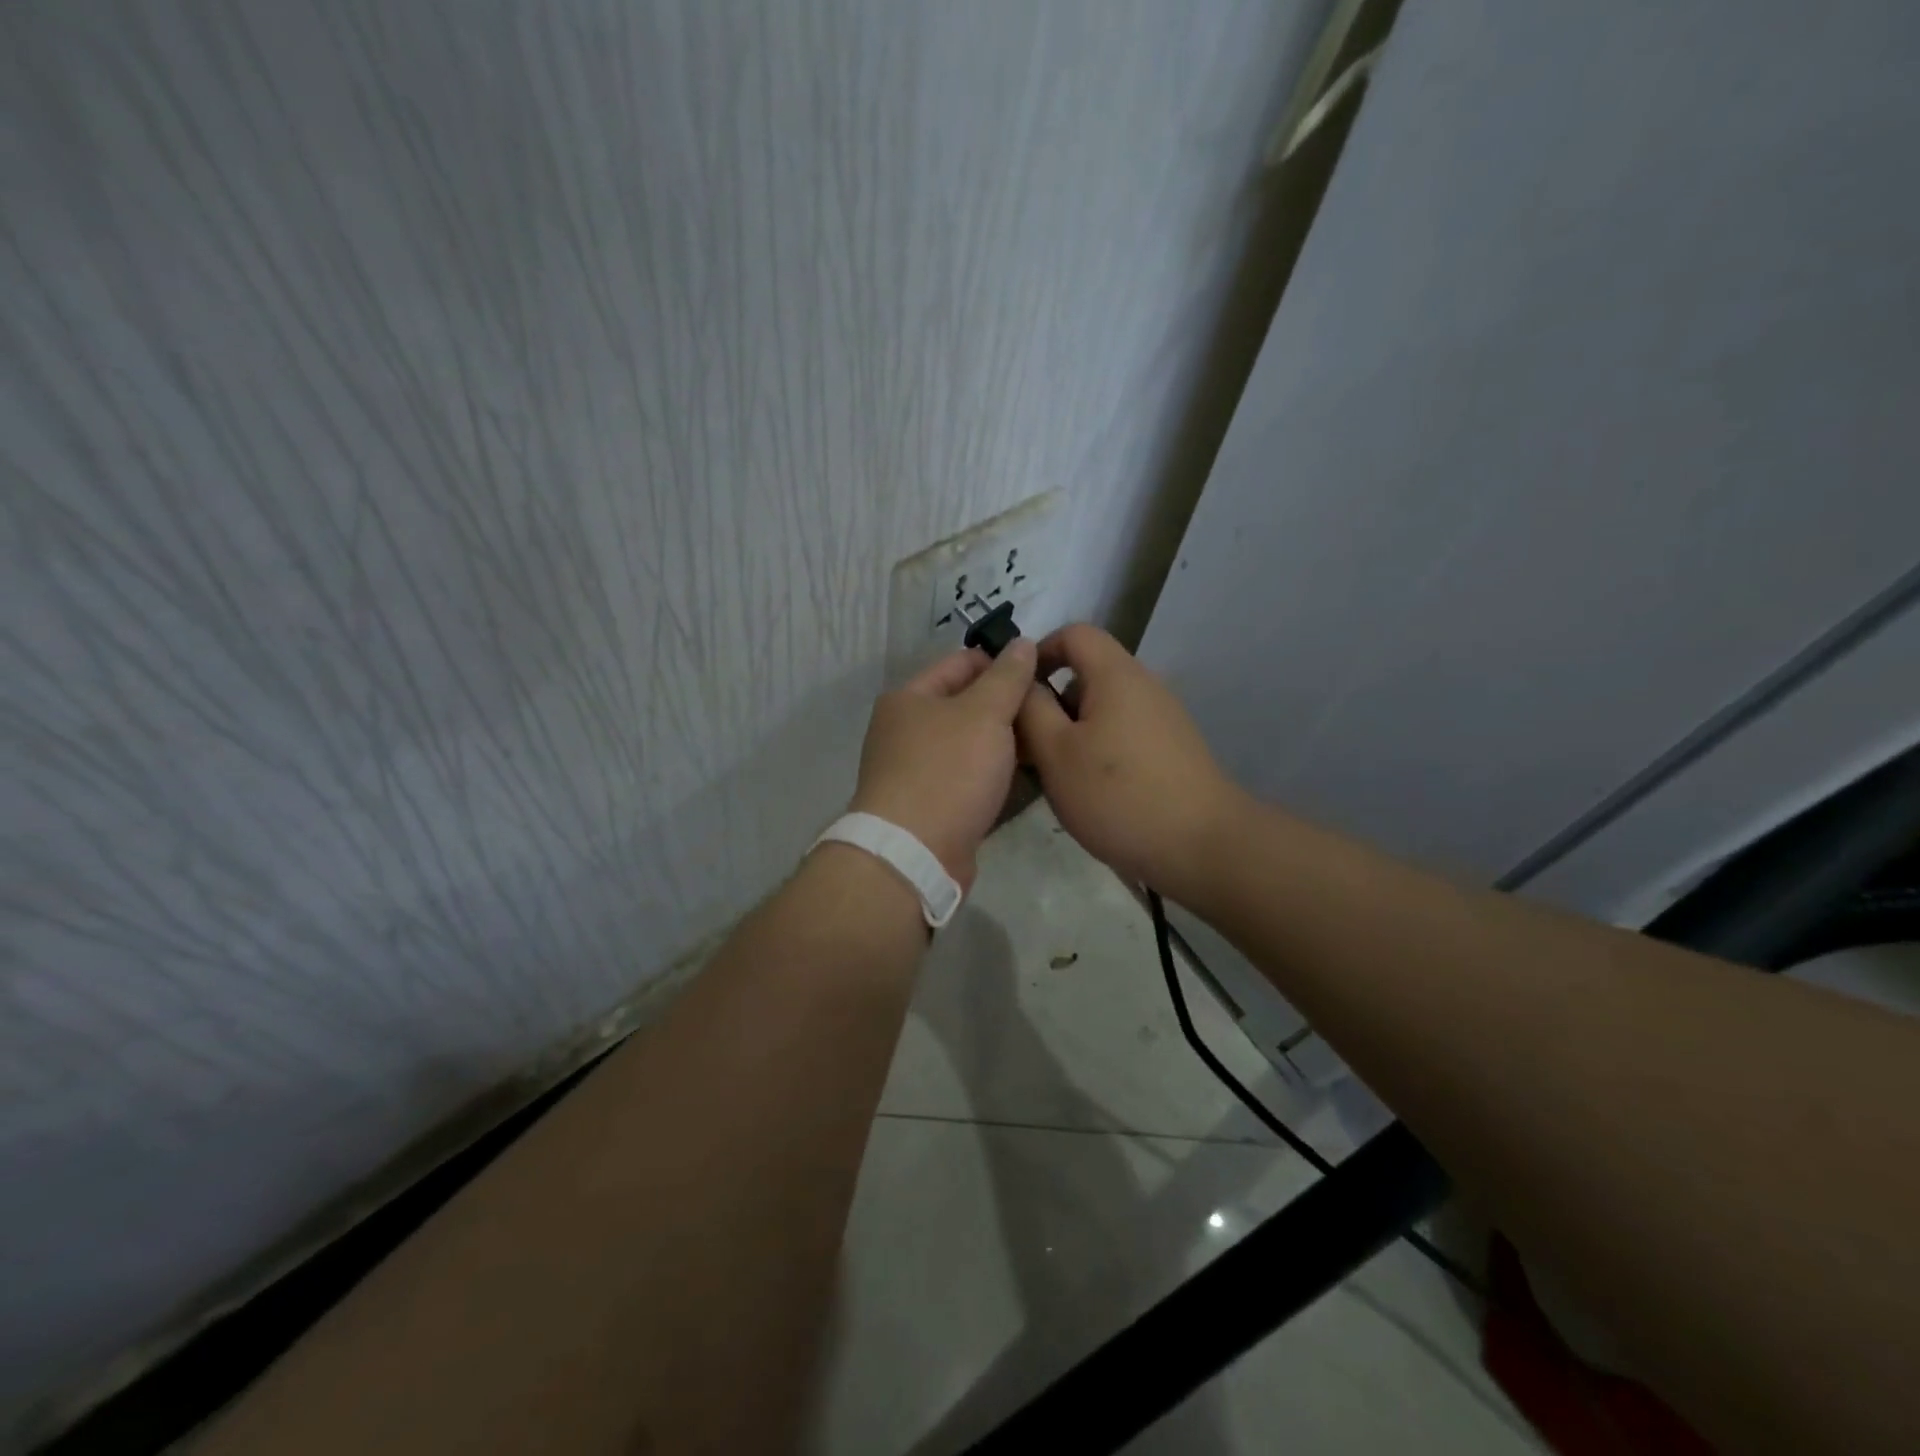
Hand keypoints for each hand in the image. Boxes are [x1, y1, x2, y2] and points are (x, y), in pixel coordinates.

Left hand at [848, 640, 1037, 889]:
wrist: (914, 854)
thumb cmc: (948, 771)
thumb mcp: (985, 714)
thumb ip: (1008, 677)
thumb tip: (1023, 642)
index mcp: (909, 698)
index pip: (961, 663)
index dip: (1001, 663)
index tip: (1043, 672)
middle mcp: (906, 730)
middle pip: (965, 705)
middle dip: (1006, 705)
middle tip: (1052, 709)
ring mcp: (916, 771)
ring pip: (970, 744)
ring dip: (1004, 743)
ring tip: (1048, 740)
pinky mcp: (931, 806)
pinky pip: (969, 778)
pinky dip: (994, 774)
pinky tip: (1028, 776)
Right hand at [1015, 624, 1243, 898]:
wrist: (1202, 847)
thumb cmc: (1118, 795)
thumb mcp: (1056, 752)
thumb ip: (1031, 709)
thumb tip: (1022, 680)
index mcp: (1116, 675)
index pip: (1074, 633)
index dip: (1039, 653)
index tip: (1016, 693)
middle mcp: (1144, 686)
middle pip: (1087, 674)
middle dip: (1051, 703)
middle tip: (1027, 746)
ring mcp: (1162, 719)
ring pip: (1103, 709)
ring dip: (1071, 732)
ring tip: (1054, 775)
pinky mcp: (1171, 750)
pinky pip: (1122, 733)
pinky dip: (1097, 750)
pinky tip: (1089, 792)